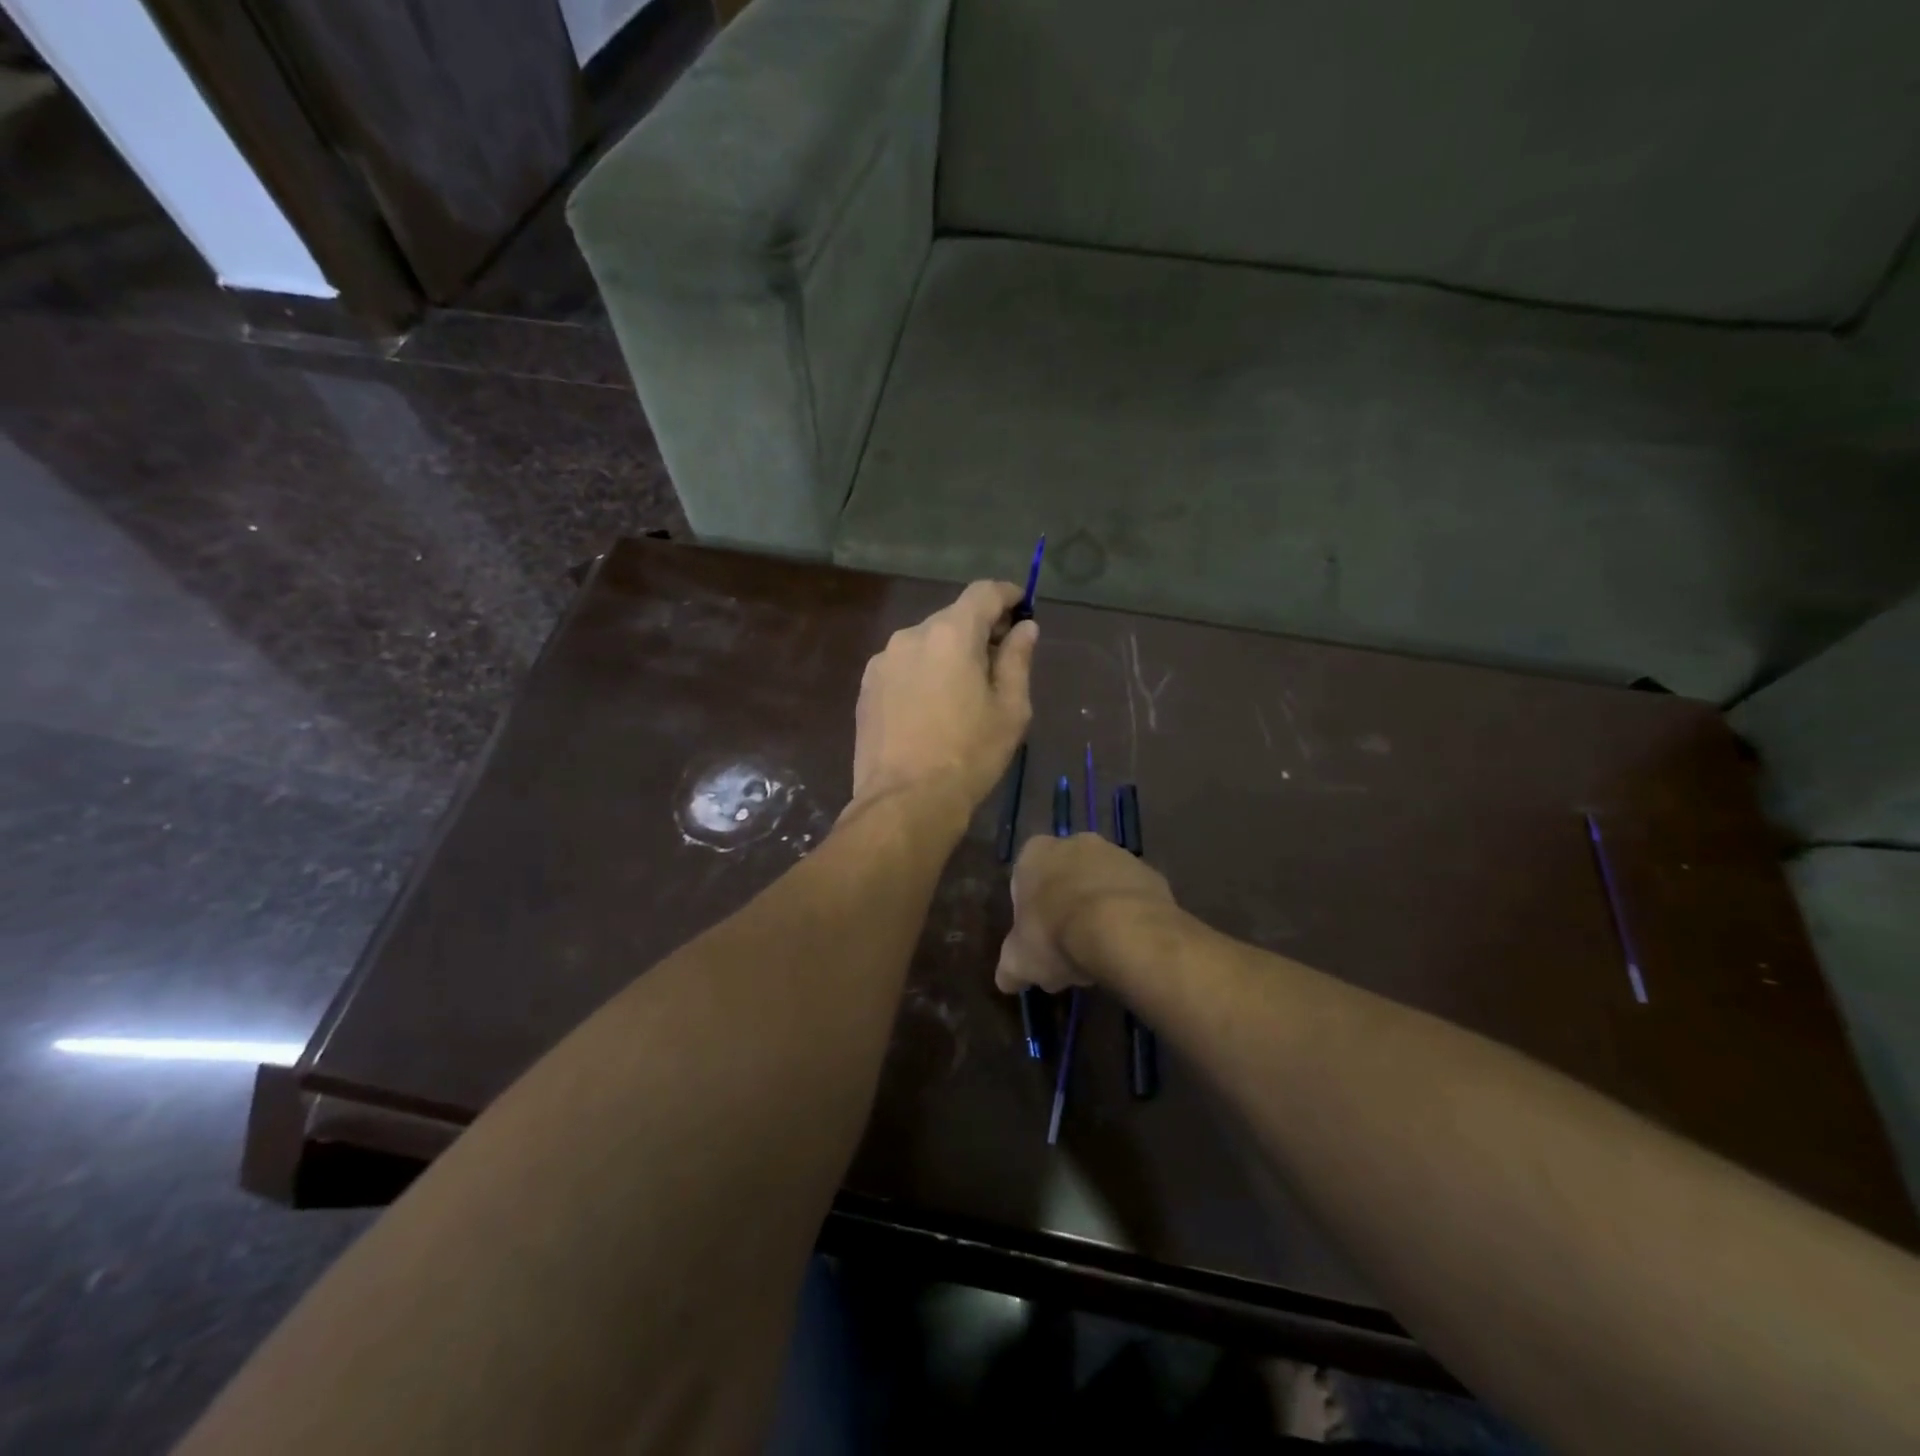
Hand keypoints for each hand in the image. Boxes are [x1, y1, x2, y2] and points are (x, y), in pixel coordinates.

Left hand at [850, 580, 1037, 816]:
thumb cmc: (969, 755)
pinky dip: (923, 673)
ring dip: (948, 654)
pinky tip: (931, 708)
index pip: (983, 592)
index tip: (1022, 607)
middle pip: (952, 618)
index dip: (1007, 595)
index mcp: (950, 634)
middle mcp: (911, 635)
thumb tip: (1024, 628)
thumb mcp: (1010, 709)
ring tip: (963, 692)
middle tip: (1000, 662)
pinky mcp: (866, 687)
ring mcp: (882, 661)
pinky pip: (903, 666)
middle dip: (979, 631)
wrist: (904, 802)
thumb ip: (1018, 658)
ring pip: (925, 643)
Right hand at [996, 833, 1176, 993]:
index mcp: (1035, 853)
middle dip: (1064, 910)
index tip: (1036, 943)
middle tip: (1067, 950)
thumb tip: (1006, 980)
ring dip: (1097, 912)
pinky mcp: (1150, 871)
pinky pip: (1131, 896)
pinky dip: (1127, 916)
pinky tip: (1126, 946)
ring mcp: (1117, 853)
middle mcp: (1075, 842)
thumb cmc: (1057, 936)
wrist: (1123, 930)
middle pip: (1064, 880)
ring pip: (1099, 886)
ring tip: (1100, 953)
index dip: (1028, 915)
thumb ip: (1009, 967)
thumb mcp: (1020, 962)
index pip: (1023, 880)